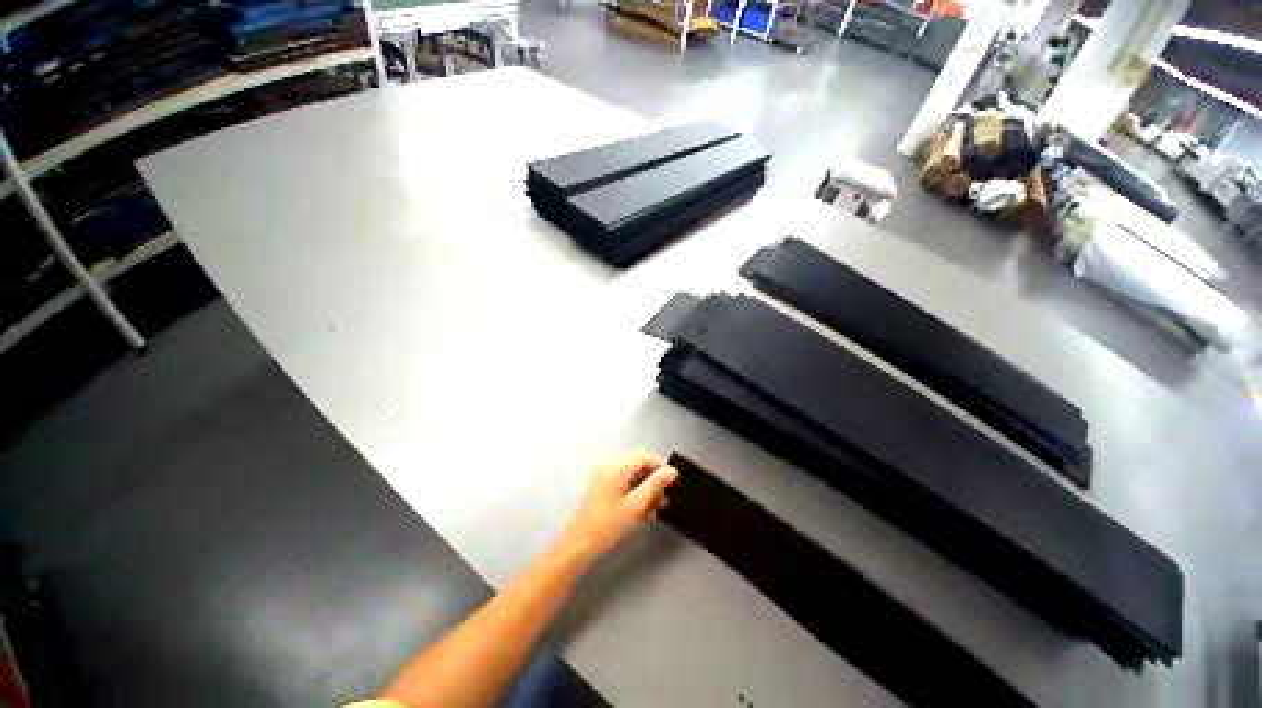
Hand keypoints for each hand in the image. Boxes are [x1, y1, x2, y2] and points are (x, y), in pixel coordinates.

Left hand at [559, 450, 678, 560]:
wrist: (579, 545)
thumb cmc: (607, 524)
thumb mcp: (635, 504)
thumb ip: (655, 484)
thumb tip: (672, 471)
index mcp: (616, 466)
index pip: (645, 456)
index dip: (661, 466)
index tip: (674, 483)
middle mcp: (611, 467)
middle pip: (640, 465)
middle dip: (655, 480)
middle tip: (664, 499)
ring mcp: (607, 478)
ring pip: (635, 476)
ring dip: (648, 490)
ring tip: (657, 508)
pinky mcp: (606, 489)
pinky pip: (627, 485)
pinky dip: (638, 495)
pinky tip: (645, 512)